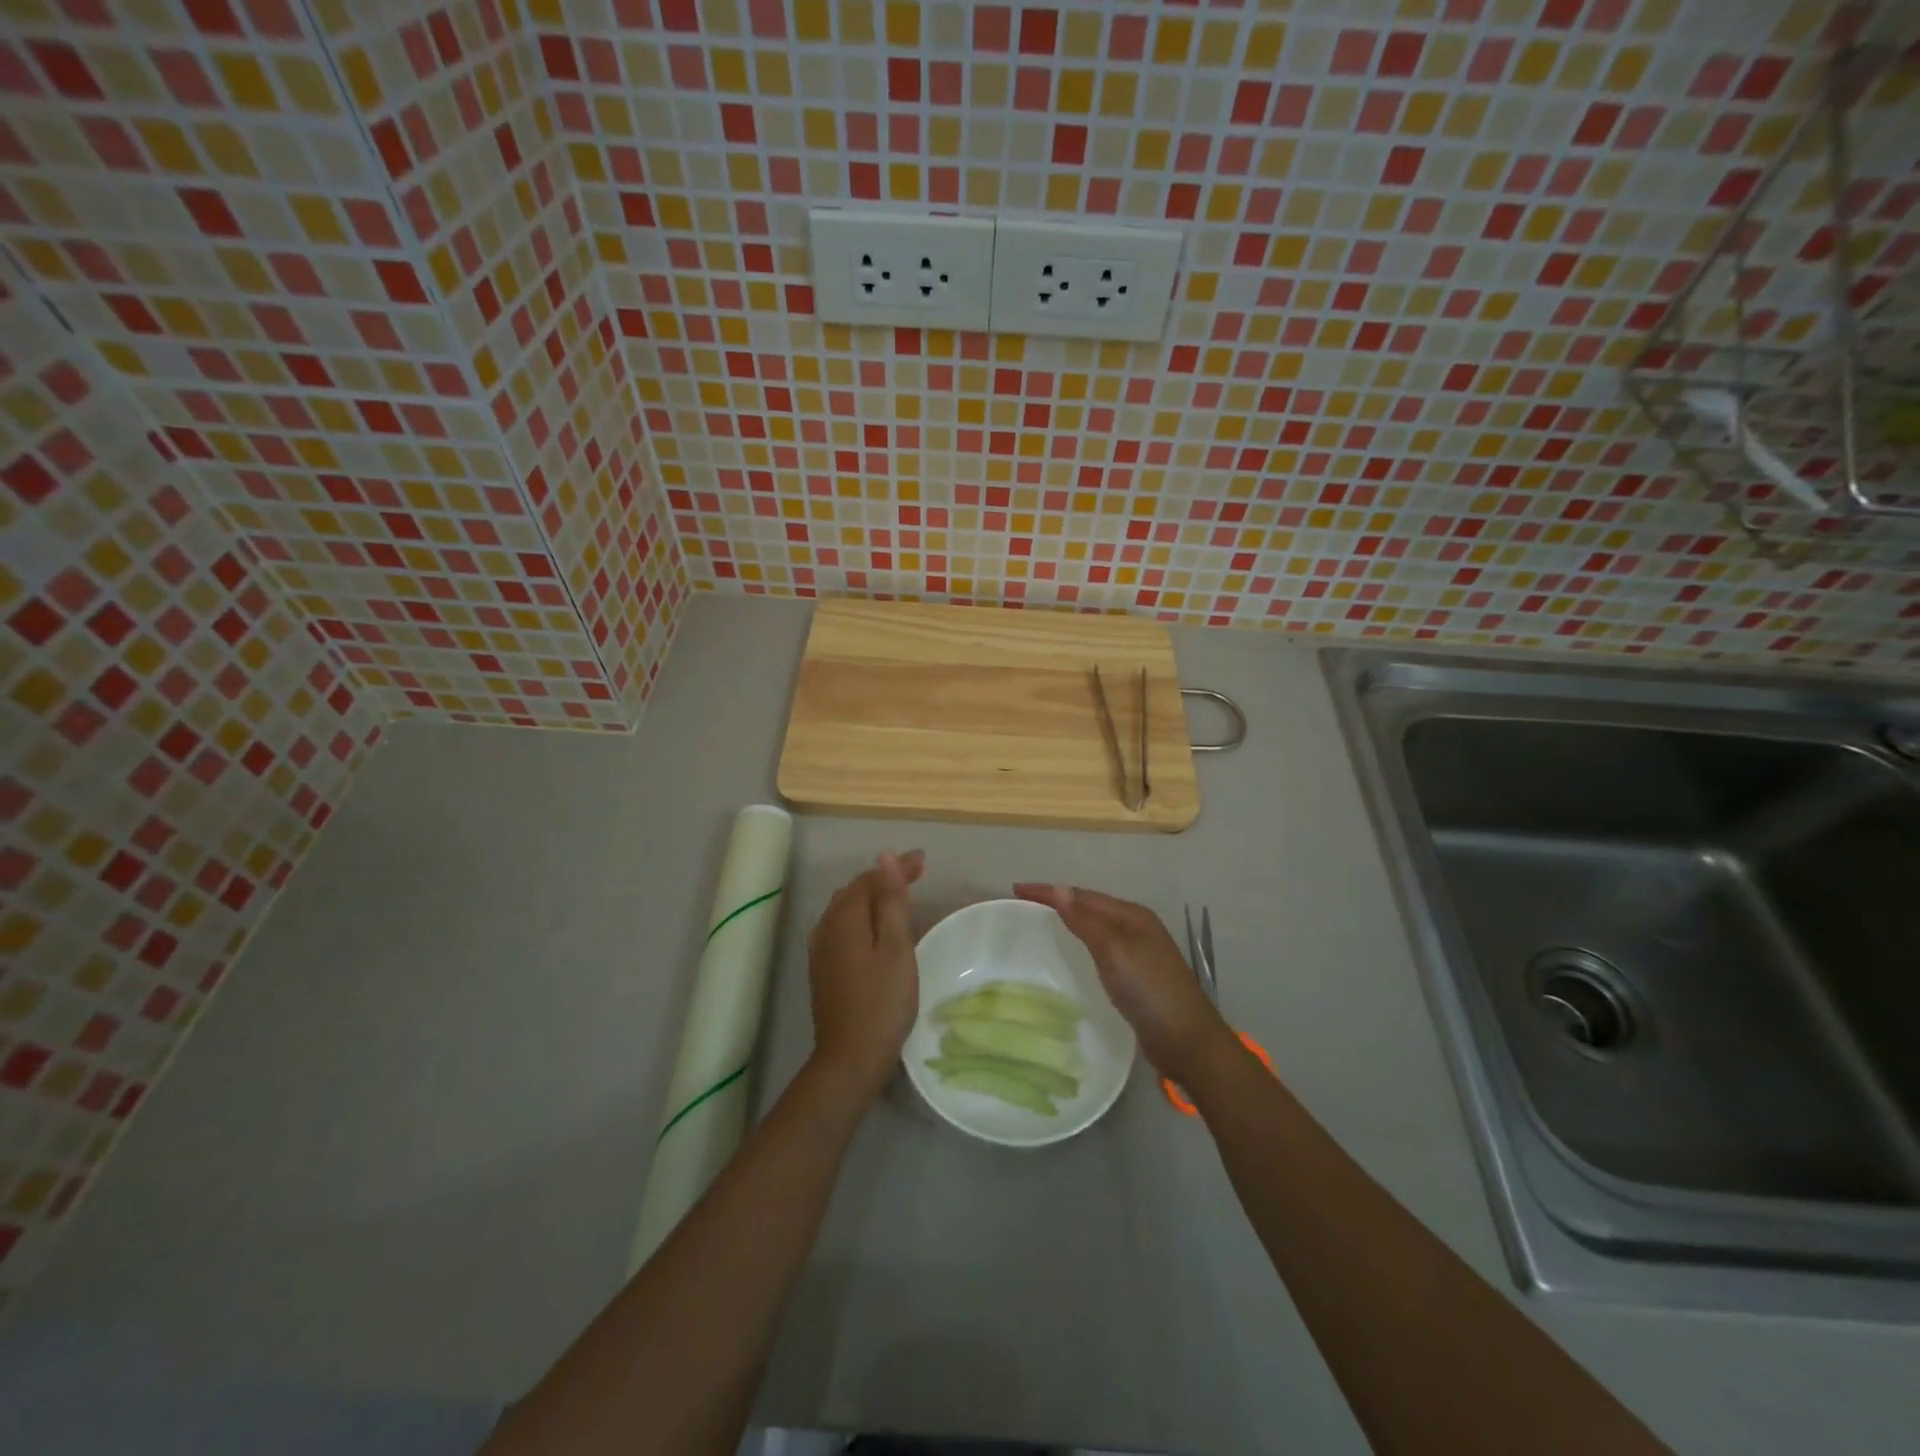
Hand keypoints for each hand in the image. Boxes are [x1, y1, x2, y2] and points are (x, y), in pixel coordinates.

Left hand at [806, 850, 925, 1100]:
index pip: (872, 878)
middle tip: (915, 874)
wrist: (850, 1058)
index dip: (898, 867)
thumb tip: (884, 858)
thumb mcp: (896, 947)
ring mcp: (820, 949)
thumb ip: (890, 901)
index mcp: (845, 917)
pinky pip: (841, 926)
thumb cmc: (882, 1001)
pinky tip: (871, 927)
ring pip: (845, 908)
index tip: (924, 861)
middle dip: (884, 878)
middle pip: (856, 890)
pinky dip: (860, 916)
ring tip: (897, 895)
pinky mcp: (822, 968)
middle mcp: (826, 926)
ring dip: (871, 896)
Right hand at [1013, 884, 1230, 1083]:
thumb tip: (1060, 890)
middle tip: (1025, 905)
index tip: (1016, 889)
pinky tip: (1072, 956)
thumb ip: (1086, 921)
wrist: (1188, 1042)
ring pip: (1097, 927)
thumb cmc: (1150, 991)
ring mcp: (1140, 953)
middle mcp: (1137, 928)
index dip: (1050, 891)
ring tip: (1042, 924)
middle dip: (1059, 901)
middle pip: (1091, 906)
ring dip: (1071, 921)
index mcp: (1132, 916)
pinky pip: (1102, 949)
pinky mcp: (1137, 977)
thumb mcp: (1114, 952)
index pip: (1083, 895)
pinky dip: (1082, 943)